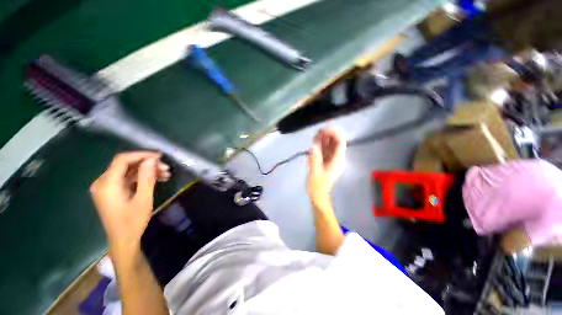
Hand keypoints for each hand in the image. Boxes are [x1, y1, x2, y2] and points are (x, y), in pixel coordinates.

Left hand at [90, 152, 170, 252]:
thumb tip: (151, 160)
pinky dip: (141, 178)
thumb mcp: (143, 199)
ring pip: (128, 171)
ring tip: (165, 174)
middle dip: (147, 164)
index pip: (123, 160)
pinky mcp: (111, 192)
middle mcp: (103, 182)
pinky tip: (156, 180)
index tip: (160, 157)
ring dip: (146, 171)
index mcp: (107, 184)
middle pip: (125, 165)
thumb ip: (146, 177)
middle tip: (166, 168)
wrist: (123, 240)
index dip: (142, 155)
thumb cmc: (133, 222)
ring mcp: (106, 187)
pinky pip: (126, 179)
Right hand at [307, 128, 345, 207]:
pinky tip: (315, 143)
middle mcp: (337, 158)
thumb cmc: (318, 186)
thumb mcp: (315, 173)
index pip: (340, 143)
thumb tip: (313, 147)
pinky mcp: (327, 160)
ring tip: (314, 137)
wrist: (319, 195)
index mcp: (338, 161)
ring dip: (323, 139)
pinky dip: (320, 144)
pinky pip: (326, 149)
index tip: (323, 131)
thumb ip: (315, 159)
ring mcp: (332, 159)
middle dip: (327, 135)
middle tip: (316, 134)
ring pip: (330, 144)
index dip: (334, 133)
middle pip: (336, 141)